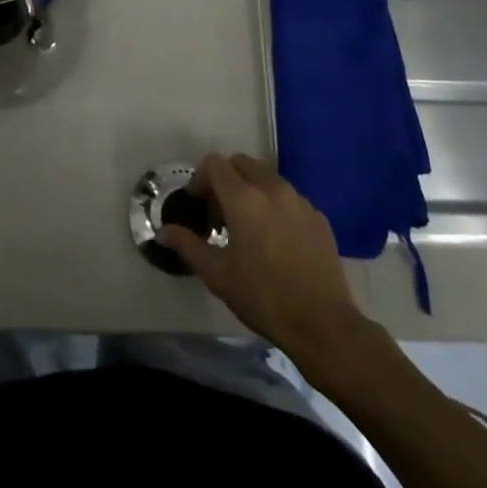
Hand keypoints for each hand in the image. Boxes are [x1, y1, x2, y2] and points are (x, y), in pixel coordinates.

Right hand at [160, 153, 366, 357]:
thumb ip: (188, 246)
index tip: (196, 205)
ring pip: (266, 177)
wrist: (323, 324)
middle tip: (219, 213)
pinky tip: (275, 239)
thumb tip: (163, 232)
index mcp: (244, 198)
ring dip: (250, 189)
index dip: (199, 179)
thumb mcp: (218, 275)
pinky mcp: (318, 216)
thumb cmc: (263, 298)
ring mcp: (299, 200)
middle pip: (241, 163)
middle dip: (224, 179)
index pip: (214, 164)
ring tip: (246, 226)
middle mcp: (272, 188)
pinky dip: (274, 205)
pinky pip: (288, 197)